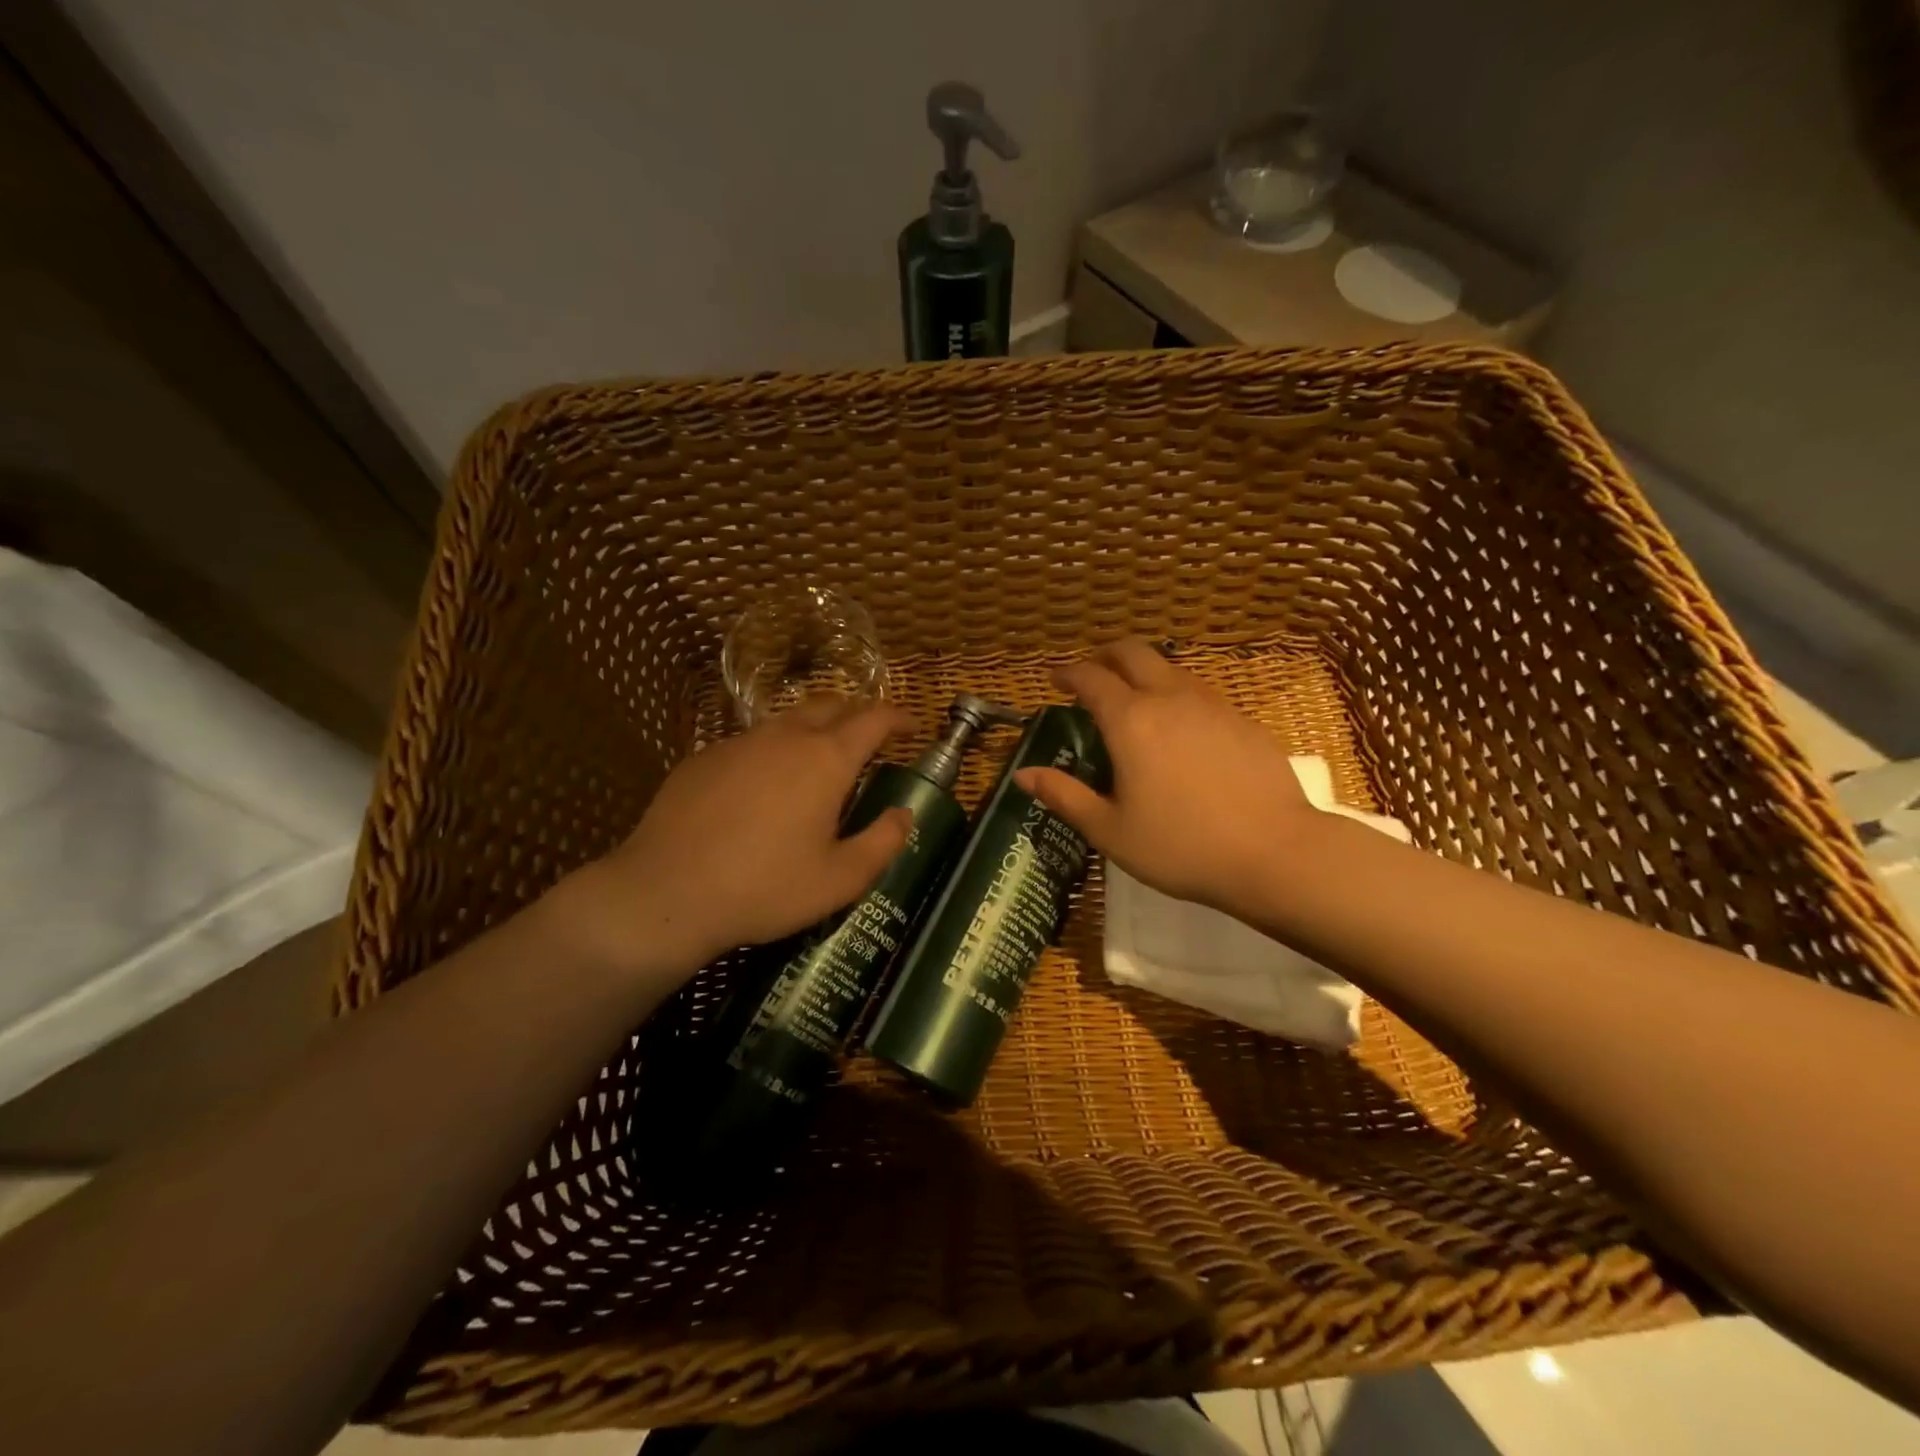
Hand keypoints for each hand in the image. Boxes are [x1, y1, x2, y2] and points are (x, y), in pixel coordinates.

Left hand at [554, 697, 914, 977]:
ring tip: (818, 760)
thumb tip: (904, 814)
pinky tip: (762, 788)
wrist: (667, 892)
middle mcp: (785, 737)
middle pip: (831, 705)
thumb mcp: (840, 879)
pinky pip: (751, 743)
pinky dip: (772, 752)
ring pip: (787, 720)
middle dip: (857, 714)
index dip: (898, 717)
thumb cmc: (765, 887)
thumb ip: (883, 843)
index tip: (911, 725)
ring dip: (813, 730)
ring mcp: (740, 743)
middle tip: (869, 738)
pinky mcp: (704, 757)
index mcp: (826, 760)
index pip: (873, 719)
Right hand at [1013, 639, 1318, 921]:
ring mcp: (1212, 705)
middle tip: (1093, 675)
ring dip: (1145, 673)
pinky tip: (1181, 730)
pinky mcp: (1243, 720)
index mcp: (1130, 721)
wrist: (1274, 853)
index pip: (1091, 678)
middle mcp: (1169, 699)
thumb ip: (1065, 796)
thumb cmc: (1181, 846)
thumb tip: (1023, 775)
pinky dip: (1177, 696)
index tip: (1056, 680)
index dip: (1068, 673)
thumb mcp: (1110, 830)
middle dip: (1106, 655)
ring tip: (1135, 702)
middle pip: (1133, 653)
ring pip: (1170, 668)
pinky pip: (1200, 692)